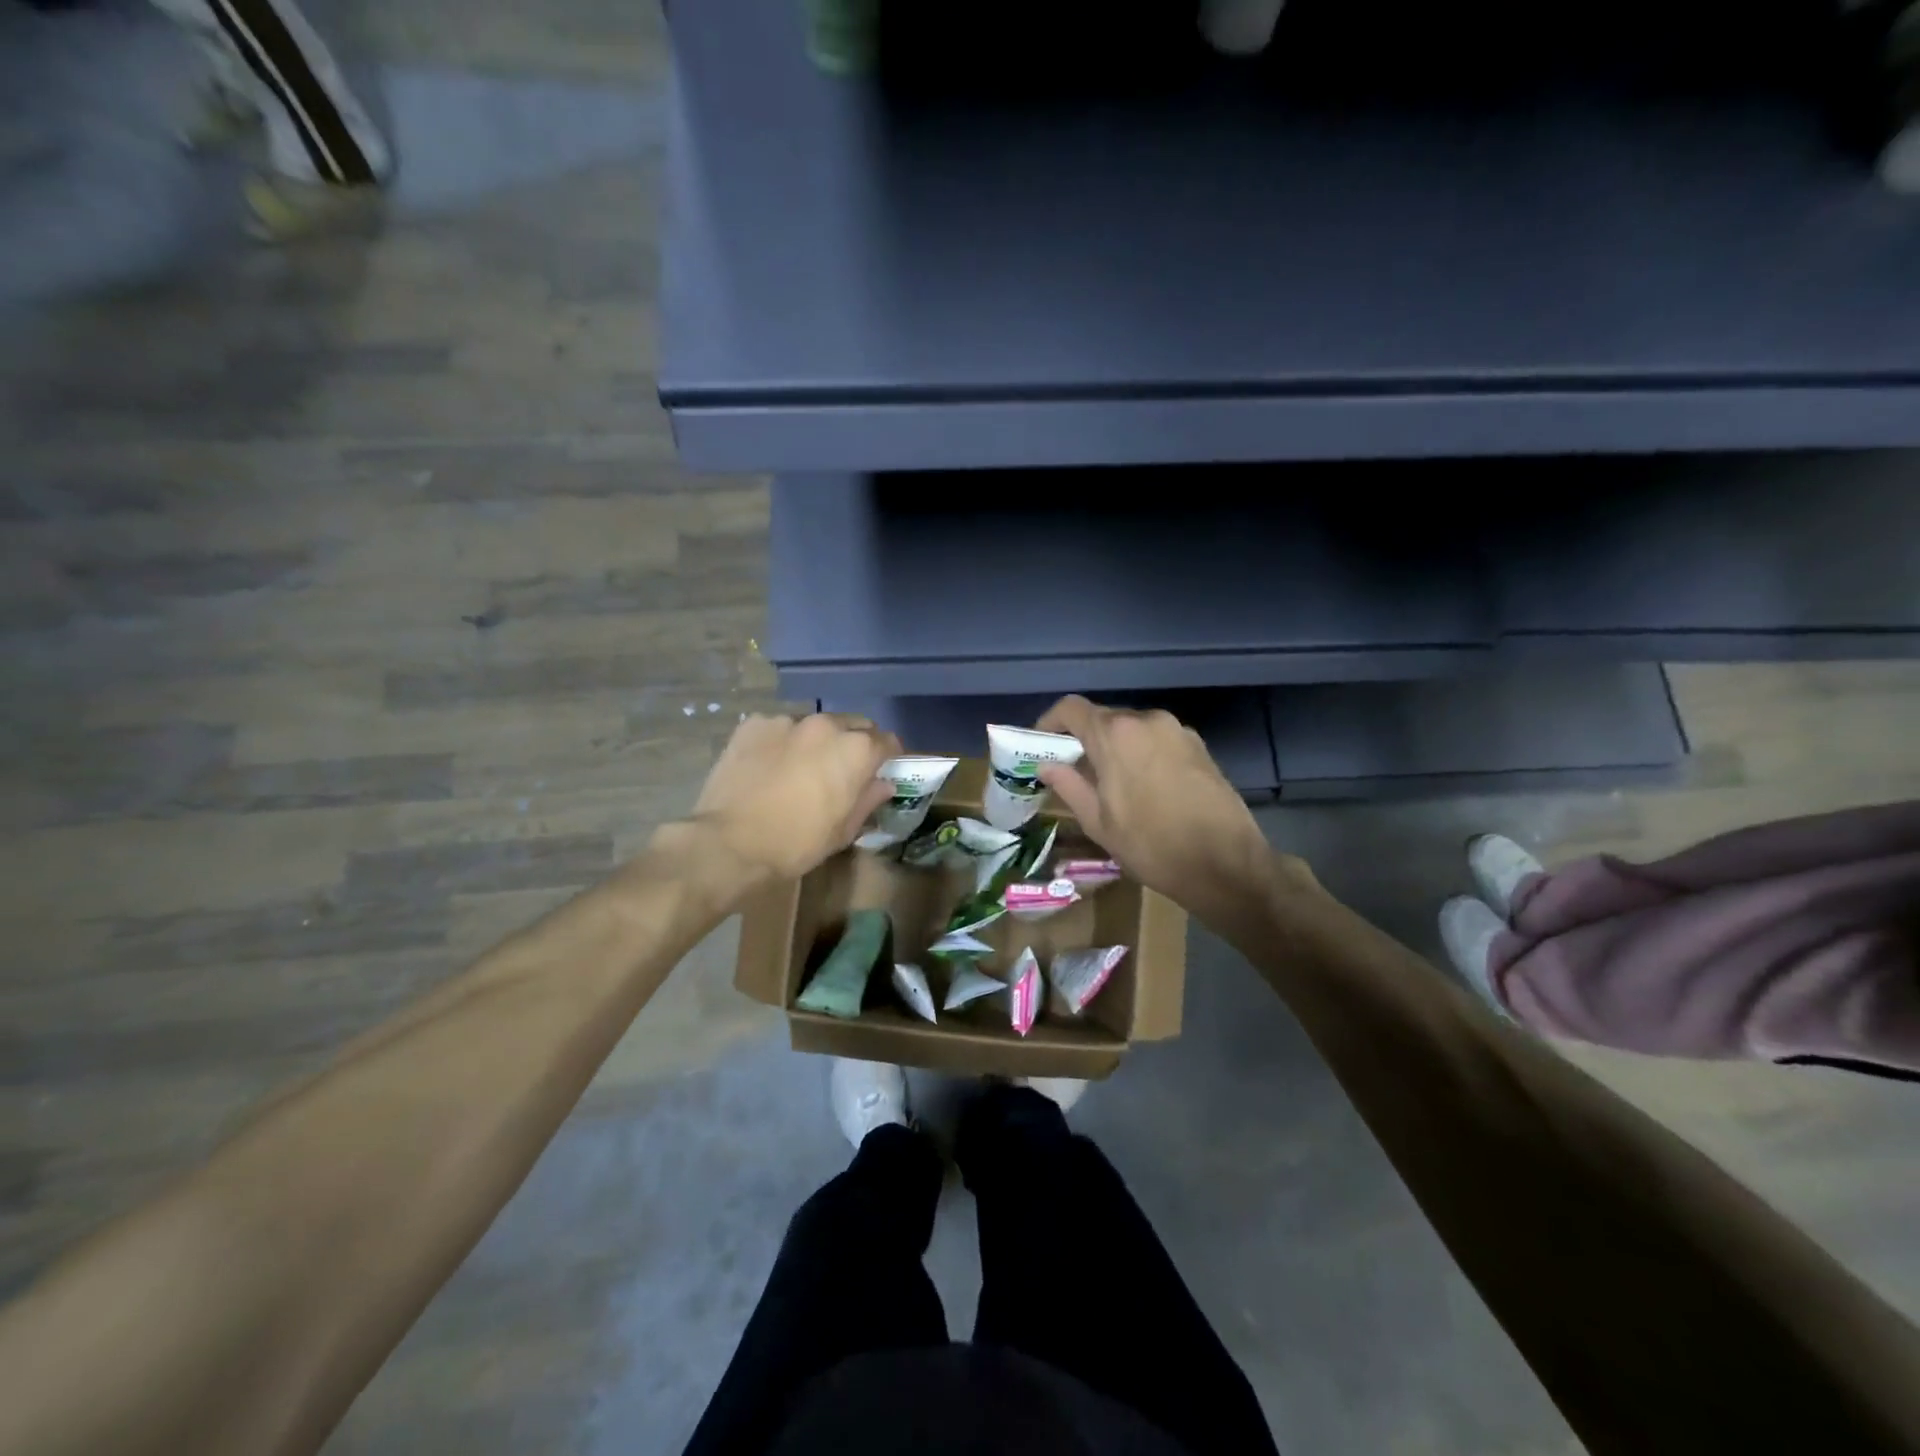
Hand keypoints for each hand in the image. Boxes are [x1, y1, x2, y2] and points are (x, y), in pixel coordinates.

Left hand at [682, 713, 900, 886]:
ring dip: (816, 741)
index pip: (887, 741)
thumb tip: (883, 784)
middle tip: (842, 769)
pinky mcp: (754, 723)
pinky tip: (769, 765)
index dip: (888, 757)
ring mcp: (787, 720)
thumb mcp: (842, 830)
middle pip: (853, 725)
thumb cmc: (796, 843)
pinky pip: (779, 728)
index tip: (881, 770)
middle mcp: (826, 724)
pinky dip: (782, 741)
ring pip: (814, 725)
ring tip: (800, 767)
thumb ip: (868, 800)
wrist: (729, 842)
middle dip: (854, 743)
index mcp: (856, 749)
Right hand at [1035, 696, 1299, 918]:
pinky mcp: (1200, 746)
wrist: (1226, 864)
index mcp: (1115, 735)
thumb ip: (1069, 786)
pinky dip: (1143, 754)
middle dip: (1085, 739)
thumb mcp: (1099, 823)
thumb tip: (1048, 766)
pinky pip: (1158, 740)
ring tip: (1112, 783)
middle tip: (1075, 771)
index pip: (1071, 708)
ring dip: (1116, 748)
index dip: (1050, 721)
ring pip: (1133, 730)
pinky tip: (1146, 788)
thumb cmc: (1152, 846)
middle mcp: (1146, 720)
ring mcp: (1178, 731)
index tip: (1042, 744)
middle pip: (1104, 718)